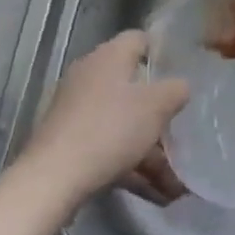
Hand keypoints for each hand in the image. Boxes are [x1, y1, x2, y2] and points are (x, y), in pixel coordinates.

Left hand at [18, 29, 189, 207]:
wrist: (52, 179)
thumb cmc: (110, 129)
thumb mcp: (156, 107)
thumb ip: (176, 90)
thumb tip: (180, 86)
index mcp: (110, 56)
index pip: (139, 39)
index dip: (162, 53)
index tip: (183, 74)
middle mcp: (90, 75)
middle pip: (133, 87)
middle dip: (160, 115)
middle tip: (182, 132)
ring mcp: (76, 110)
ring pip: (123, 123)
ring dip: (150, 152)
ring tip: (176, 186)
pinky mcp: (68, 141)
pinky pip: (109, 146)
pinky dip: (131, 166)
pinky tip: (155, 194)